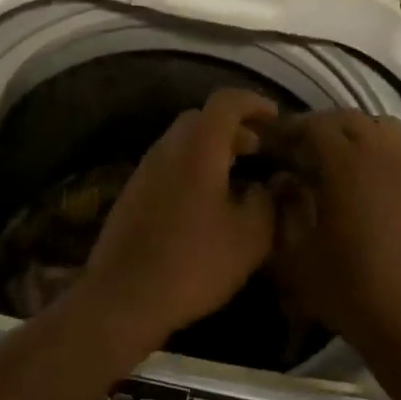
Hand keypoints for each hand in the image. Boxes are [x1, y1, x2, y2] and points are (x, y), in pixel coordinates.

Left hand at [83, 89, 278, 343]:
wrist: (123, 297)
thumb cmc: (194, 263)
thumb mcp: (249, 237)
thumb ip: (267, 202)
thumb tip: (267, 185)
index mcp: (198, 148)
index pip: (226, 102)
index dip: (254, 103)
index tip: (276, 120)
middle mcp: (167, 148)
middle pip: (202, 118)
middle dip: (234, 127)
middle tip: (259, 150)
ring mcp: (145, 169)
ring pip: (183, 141)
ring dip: (212, 148)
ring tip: (237, 176)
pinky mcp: (133, 192)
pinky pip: (169, 163)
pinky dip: (193, 166)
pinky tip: (207, 202)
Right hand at [270, 110, 400, 362]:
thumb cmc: (351, 292)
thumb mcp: (297, 257)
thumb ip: (283, 211)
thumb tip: (283, 181)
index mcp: (348, 165)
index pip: (315, 126)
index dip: (290, 129)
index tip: (272, 141)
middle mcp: (385, 158)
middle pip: (351, 119)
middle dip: (322, 127)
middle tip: (300, 149)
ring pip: (384, 130)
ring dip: (357, 135)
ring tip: (337, 162)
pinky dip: (382, 158)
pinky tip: (369, 191)